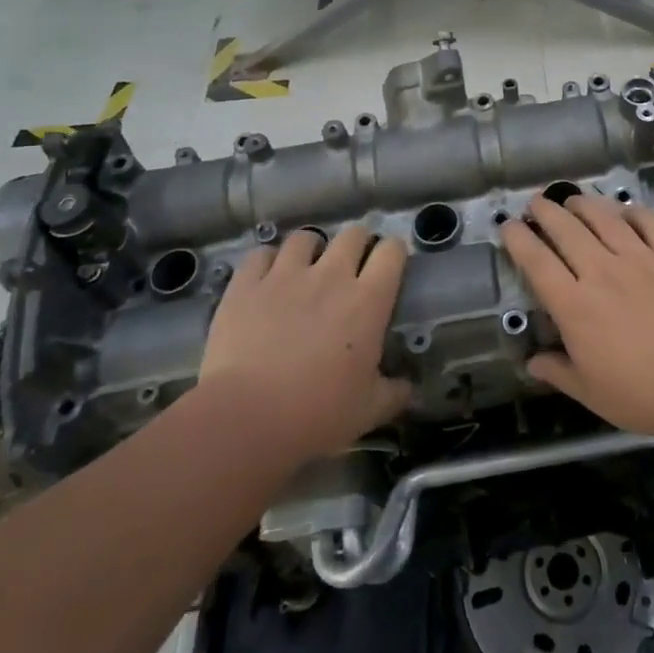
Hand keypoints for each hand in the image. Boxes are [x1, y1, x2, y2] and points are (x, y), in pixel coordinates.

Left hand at [200, 224, 411, 462]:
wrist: (246, 418)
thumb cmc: (317, 414)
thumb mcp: (369, 410)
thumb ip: (393, 393)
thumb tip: (408, 388)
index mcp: (368, 301)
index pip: (392, 252)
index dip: (394, 252)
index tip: (391, 263)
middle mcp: (331, 276)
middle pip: (353, 234)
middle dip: (357, 243)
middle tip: (352, 263)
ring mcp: (286, 276)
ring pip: (305, 238)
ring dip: (311, 248)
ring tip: (307, 266)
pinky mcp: (246, 285)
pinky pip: (261, 255)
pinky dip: (267, 261)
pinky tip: (267, 276)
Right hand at [501, 195, 653, 440]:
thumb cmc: (644, 393)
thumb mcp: (591, 393)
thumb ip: (558, 372)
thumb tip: (531, 362)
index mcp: (575, 305)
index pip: (537, 262)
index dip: (518, 240)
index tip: (508, 226)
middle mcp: (601, 271)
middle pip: (566, 230)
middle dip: (546, 211)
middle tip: (535, 203)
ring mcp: (639, 258)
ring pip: (604, 217)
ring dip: (584, 204)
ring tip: (573, 199)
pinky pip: (648, 222)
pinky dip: (632, 211)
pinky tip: (625, 209)